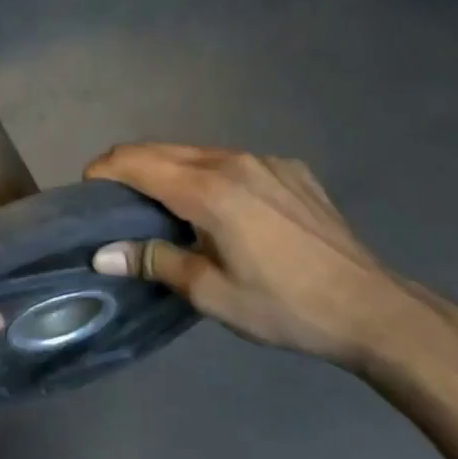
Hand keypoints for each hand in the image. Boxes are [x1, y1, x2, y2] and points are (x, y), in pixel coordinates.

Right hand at [85, 144, 457, 374]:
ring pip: (197, 153)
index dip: (103, 171)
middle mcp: (233, 161)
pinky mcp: (290, 171)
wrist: (371, 308)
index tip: (86, 193)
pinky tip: (219, 212)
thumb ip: (154, 261)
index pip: (135, 161)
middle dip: (129, 167)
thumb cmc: (283, 306)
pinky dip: (208, 176)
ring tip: (162, 208)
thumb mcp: (210, 292)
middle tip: (113, 203)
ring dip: (169, 171)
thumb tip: (102, 254)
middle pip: (162, 150)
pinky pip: (233, 162)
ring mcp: (266, 162)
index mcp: (208, 189)